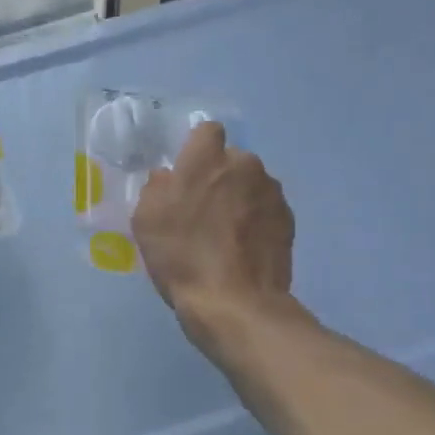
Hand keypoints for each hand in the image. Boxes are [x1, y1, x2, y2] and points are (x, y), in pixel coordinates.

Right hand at [133, 122, 293, 334]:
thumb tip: (168, 177)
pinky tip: (243, 249)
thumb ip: (157, 187)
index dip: (196, 149)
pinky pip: (266, 210)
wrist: (235, 302)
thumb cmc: (183, 256)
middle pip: (231, 160)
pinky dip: (256, 222)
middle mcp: (245, 165)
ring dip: (240, 199)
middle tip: (203, 210)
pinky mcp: (288, 220)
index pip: (207, 131)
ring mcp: (272, 192)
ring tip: (226, 234)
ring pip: (251, 185)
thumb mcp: (146, 220)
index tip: (187, 174)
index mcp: (208, 158)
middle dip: (219, 176)